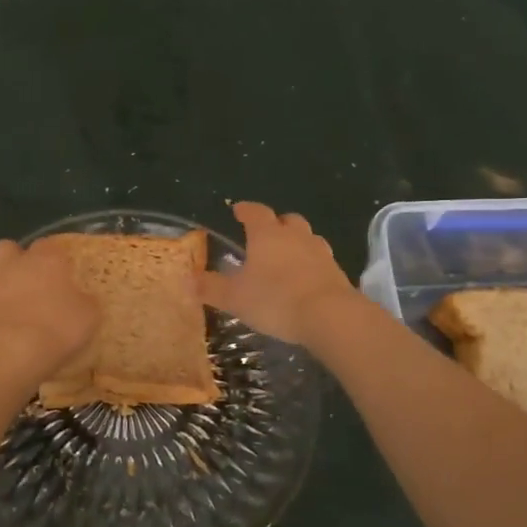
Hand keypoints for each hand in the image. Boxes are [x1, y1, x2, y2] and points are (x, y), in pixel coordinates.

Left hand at [0, 239, 98, 384]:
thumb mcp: (88, 317)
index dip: (53, 256)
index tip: (60, 270)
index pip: (47, 245)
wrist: (8, 356)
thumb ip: (85, 303)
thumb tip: (83, 300)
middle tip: (25, 279)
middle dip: (12, 258)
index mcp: (43, 261)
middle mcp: (10, 266)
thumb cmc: (55, 330)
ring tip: (0, 298)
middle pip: (5, 247)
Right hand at [200, 201, 360, 346]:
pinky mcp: (337, 272)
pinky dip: (311, 265)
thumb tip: (189, 279)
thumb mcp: (234, 297)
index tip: (238, 210)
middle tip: (265, 234)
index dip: (245, 210)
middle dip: (276, 224)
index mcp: (267, 234)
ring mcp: (320, 253)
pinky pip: (321, 261)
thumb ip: (211, 287)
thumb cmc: (275, 299)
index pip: (255, 212)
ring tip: (286, 258)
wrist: (330, 316)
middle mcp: (295, 236)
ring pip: (307, 238)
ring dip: (297, 243)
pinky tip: (305, 280)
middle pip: (287, 220)